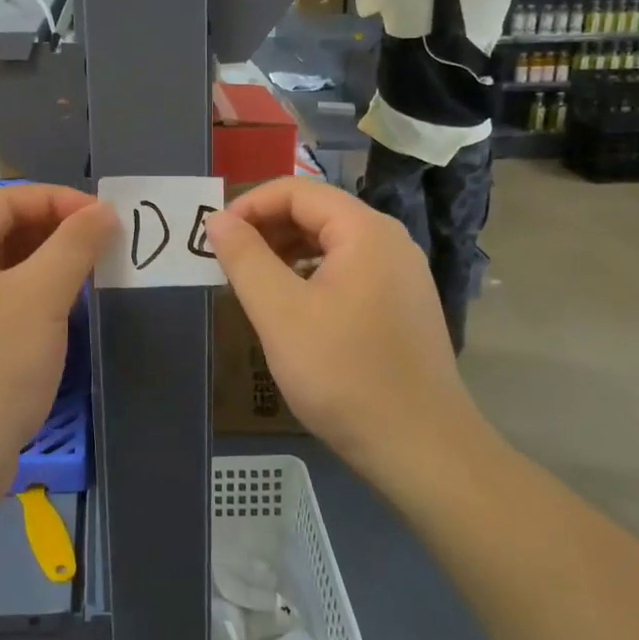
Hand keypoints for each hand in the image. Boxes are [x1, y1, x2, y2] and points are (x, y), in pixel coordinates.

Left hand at [0, 185, 115, 508]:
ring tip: (94, 276)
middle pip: (6, 232)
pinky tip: (67, 314)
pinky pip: (3, 304)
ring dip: (51, 267)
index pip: (8, 200)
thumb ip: (74, 245)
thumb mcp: (40, 298)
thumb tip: (103, 210)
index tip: (105, 218)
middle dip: (58, 233)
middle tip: (105, 247)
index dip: (59, 200)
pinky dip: (37, 299)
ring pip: (7, 270)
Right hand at [204, 178, 490, 478]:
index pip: (296, 191)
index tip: (216, 239)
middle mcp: (389, 241)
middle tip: (229, 263)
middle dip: (267, 229)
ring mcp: (401, 274)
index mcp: (365, 230)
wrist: (422, 448)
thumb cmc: (344, 373)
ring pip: (331, 243)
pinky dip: (311, 276)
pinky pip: (348, 271)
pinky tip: (293, 309)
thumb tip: (218, 219)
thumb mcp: (280, 312)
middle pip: (316, 212)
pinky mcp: (402, 305)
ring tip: (254, 285)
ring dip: (286, 253)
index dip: (250, 206)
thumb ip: (244, 258)